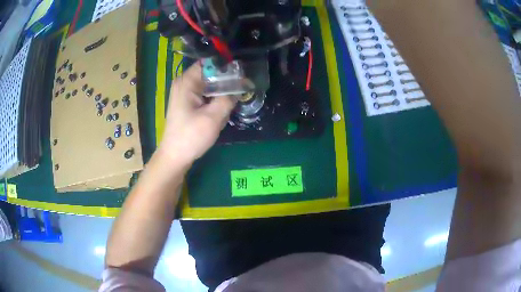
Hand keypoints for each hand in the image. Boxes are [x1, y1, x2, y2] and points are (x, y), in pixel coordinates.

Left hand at [157, 62, 235, 167]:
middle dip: (225, 81)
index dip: (226, 65)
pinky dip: (214, 100)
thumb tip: (240, 86)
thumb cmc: (191, 136)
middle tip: (241, 89)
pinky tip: (220, 111)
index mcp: (187, 81)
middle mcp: (184, 83)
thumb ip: (228, 98)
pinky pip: (205, 95)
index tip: (241, 73)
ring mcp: (184, 93)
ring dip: (221, 92)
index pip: (209, 62)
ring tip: (231, 102)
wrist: (175, 157)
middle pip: (210, 73)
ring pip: (209, 85)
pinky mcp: (187, 103)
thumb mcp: (213, 117)